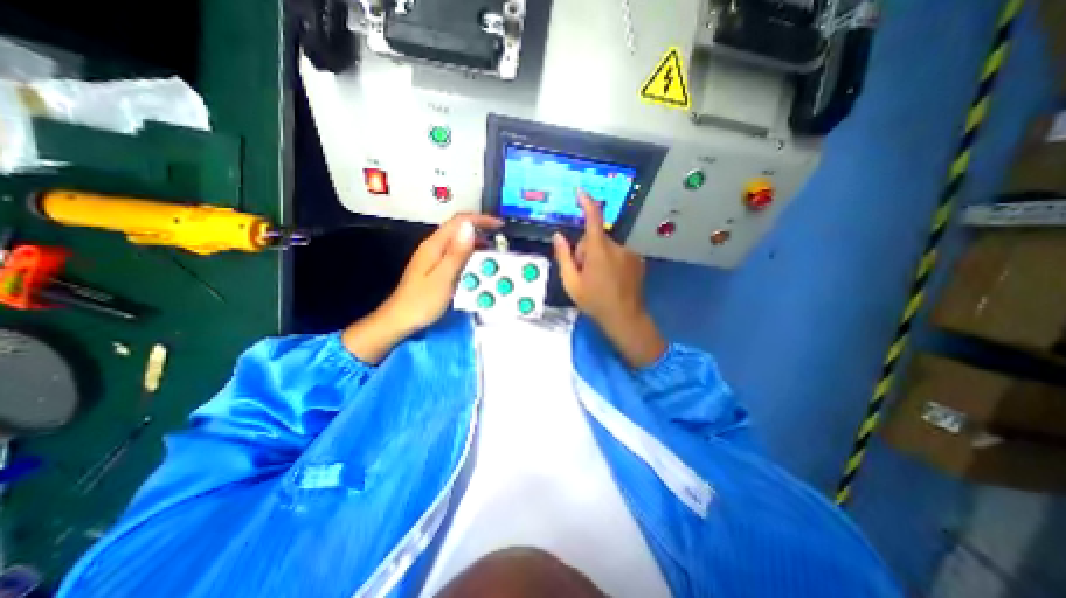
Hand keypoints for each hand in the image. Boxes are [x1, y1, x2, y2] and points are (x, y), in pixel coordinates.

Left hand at [346, 215, 504, 362]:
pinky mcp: (434, 267)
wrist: (399, 320)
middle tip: (500, 241)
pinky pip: (455, 254)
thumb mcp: (444, 277)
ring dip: (476, 243)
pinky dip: (469, 255)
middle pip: (458, 229)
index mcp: (434, 245)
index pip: (458, 221)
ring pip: (457, 242)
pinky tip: (478, 265)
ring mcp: (433, 257)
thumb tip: (469, 226)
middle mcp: (433, 246)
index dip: (480, 219)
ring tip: (493, 253)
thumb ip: (457, 252)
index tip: (499, 226)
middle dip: (480, 230)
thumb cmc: (422, 301)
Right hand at [554, 192, 662, 367]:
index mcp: (599, 250)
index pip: (593, 218)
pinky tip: (611, 280)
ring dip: (599, 257)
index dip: (586, 203)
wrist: (624, 317)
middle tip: (583, 273)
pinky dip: (612, 262)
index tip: (581, 192)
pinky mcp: (637, 261)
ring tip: (598, 279)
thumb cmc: (594, 301)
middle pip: (596, 239)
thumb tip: (558, 236)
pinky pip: (618, 254)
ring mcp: (629, 253)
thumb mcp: (571, 282)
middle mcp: (617, 246)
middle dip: (586, 251)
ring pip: (607, 248)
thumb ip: (564, 257)